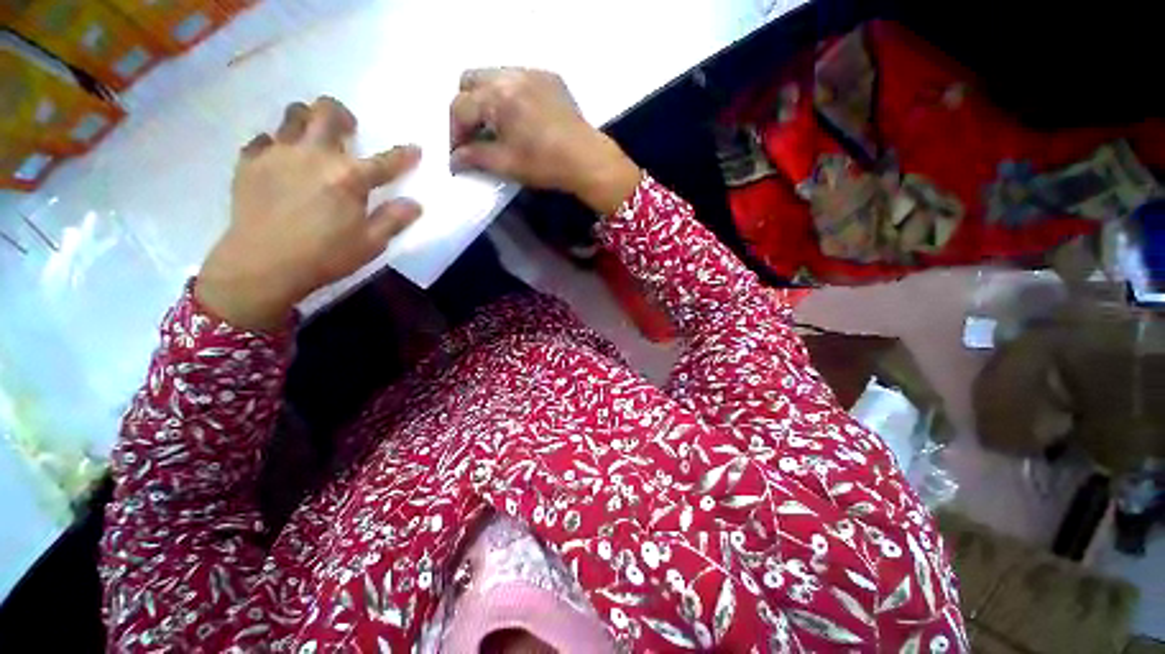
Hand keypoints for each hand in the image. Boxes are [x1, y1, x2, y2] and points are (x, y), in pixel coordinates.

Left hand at [196, 97, 422, 330]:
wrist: (262, 265)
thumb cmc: (325, 256)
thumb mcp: (371, 244)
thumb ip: (394, 220)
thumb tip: (415, 204)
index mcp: (349, 177)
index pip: (385, 161)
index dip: (404, 155)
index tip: (415, 149)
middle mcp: (315, 154)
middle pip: (327, 113)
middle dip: (341, 115)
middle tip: (347, 128)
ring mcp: (278, 153)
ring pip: (293, 115)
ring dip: (308, 120)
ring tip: (313, 137)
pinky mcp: (250, 162)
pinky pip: (264, 139)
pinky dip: (276, 144)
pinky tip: (281, 160)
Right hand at [450, 68, 640, 213]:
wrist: (588, 160)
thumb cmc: (546, 164)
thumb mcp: (506, 164)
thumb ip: (475, 157)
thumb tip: (454, 159)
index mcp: (497, 96)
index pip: (460, 107)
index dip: (454, 133)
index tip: (458, 155)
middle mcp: (511, 74)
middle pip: (471, 81)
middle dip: (466, 107)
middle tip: (474, 135)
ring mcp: (533, 73)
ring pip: (494, 76)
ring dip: (486, 99)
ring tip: (496, 127)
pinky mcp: (550, 79)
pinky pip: (518, 78)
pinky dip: (509, 95)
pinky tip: (520, 118)